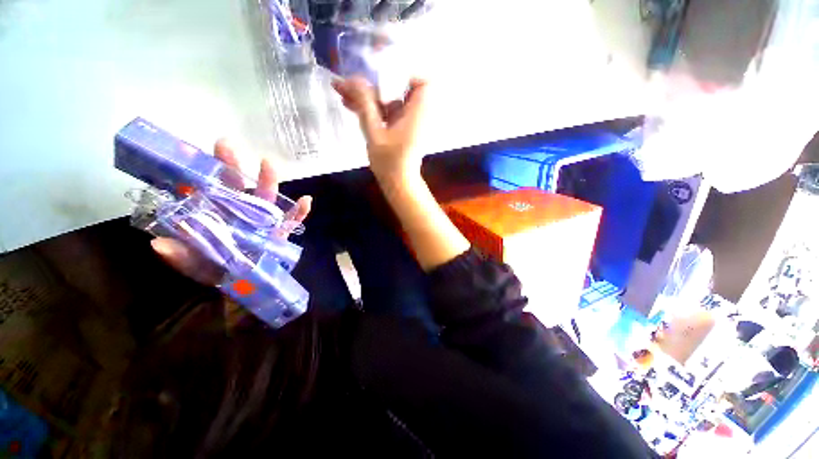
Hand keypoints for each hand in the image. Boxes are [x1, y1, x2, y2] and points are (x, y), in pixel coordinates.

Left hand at [150, 139, 311, 284]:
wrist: (248, 282)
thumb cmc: (220, 270)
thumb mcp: (197, 265)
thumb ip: (182, 257)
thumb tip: (159, 244)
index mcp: (219, 215)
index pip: (209, 189)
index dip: (201, 173)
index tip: (191, 154)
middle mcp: (242, 212)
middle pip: (238, 186)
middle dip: (232, 165)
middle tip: (225, 144)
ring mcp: (264, 221)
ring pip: (267, 198)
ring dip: (269, 181)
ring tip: (269, 164)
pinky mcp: (282, 232)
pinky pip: (292, 220)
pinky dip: (299, 212)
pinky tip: (306, 201)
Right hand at [332, 77, 427, 179]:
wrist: (397, 183)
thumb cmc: (390, 163)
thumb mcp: (374, 133)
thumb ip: (364, 105)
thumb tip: (352, 79)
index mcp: (418, 113)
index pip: (422, 79)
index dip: (405, 69)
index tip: (382, 67)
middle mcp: (416, 113)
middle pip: (401, 84)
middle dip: (376, 78)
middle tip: (353, 77)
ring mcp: (407, 120)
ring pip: (389, 97)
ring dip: (368, 93)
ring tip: (341, 90)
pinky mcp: (399, 126)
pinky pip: (387, 109)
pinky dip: (371, 106)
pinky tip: (349, 103)